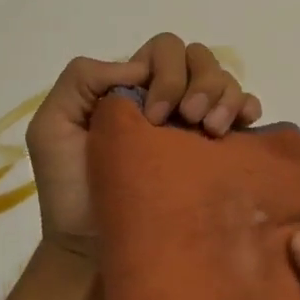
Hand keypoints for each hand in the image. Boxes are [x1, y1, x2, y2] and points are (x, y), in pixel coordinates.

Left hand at [25, 32, 261, 258]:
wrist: (94, 248)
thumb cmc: (70, 190)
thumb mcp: (51, 127)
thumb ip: (81, 80)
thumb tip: (140, 67)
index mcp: (132, 87)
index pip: (165, 50)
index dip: (167, 72)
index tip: (155, 117)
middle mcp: (167, 98)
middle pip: (200, 58)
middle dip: (201, 82)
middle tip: (189, 120)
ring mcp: (193, 123)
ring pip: (225, 80)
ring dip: (225, 96)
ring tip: (212, 131)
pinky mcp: (216, 151)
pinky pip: (245, 109)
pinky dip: (248, 107)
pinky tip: (241, 127)